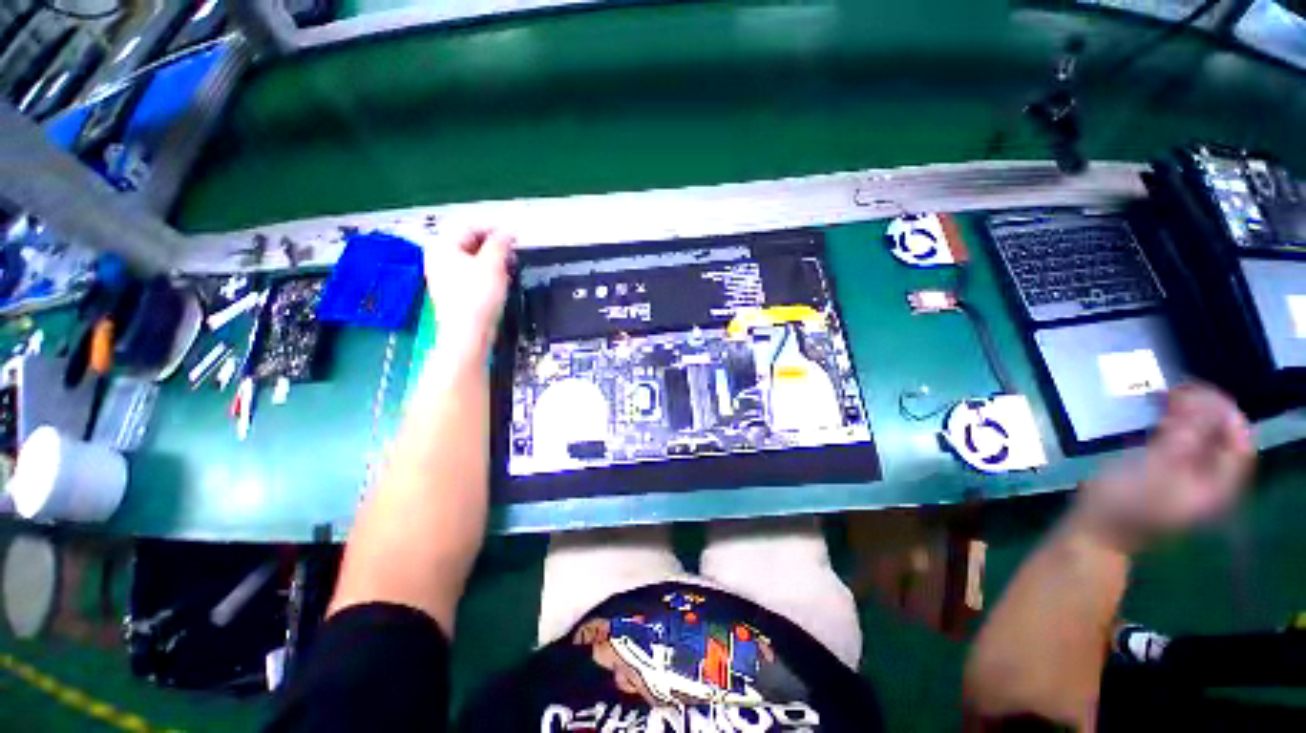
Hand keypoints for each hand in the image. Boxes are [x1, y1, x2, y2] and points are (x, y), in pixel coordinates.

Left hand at [424, 228, 514, 357]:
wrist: (468, 332)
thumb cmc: (477, 296)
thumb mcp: (493, 264)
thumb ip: (501, 243)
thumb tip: (508, 232)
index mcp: (443, 246)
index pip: (471, 227)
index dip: (495, 230)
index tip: (514, 236)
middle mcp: (439, 258)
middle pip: (470, 243)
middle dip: (494, 247)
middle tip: (513, 253)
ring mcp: (444, 276)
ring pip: (472, 260)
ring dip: (493, 262)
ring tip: (509, 269)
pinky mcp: (454, 292)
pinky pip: (472, 275)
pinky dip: (487, 275)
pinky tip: (500, 283)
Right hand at [1073, 384, 1254, 552]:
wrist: (1096, 529)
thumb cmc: (1123, 504)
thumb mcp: (1153, 472)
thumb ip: (1181, 441)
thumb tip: (1199, 405)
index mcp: (1216, 487)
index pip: (1239, 445)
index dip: (1225, 415)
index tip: (1198, 391)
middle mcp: (1210, 482)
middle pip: (1222, 439)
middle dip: (1205, 410)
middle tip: (1177, 389)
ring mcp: (1188, 479)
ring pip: (1202, 438)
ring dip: (1190, 414)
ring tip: (1166, 396)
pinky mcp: (1167, 474)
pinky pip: (1184, 443)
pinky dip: (1175, 424)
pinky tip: (1158, 416)